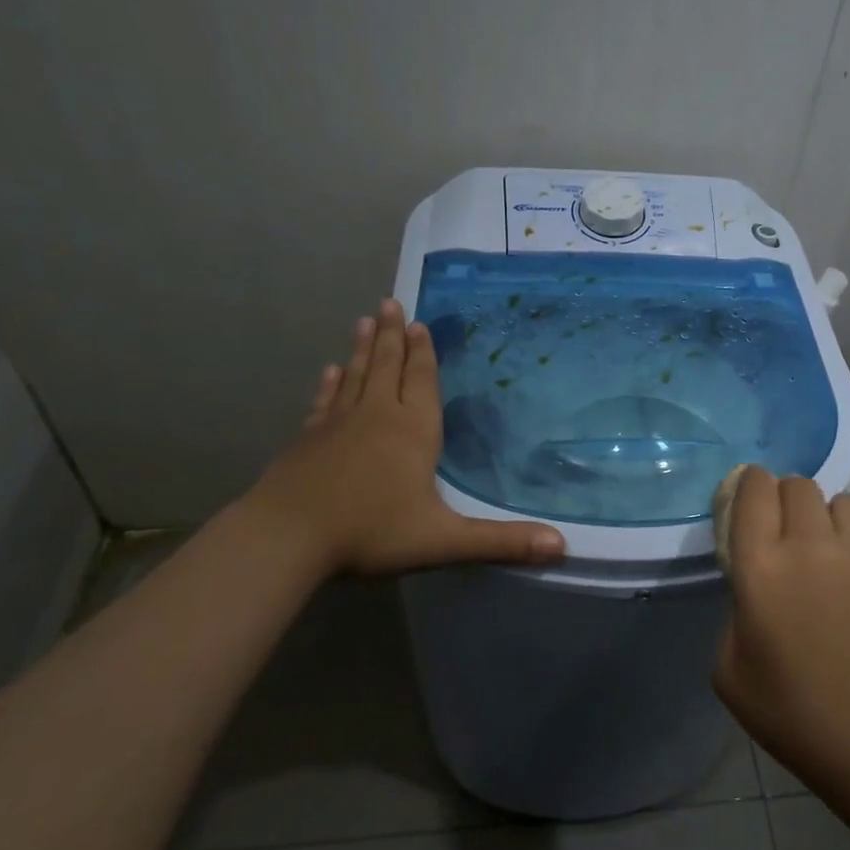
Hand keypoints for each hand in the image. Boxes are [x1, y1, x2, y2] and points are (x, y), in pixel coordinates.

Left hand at [243, 299, 564, 578]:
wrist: (287, 538)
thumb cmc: (371, 532)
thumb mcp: (444, 540)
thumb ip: (501, 542)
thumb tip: (562, 546)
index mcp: (413, 431)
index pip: (421, 381)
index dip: (423, 353)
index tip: (419, 323)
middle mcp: (377, 416)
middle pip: (386, 366)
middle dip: (391, 336)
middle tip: (390, 303)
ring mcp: (337, 424)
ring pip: (356, 376)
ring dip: (362, 348)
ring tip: (365, 320)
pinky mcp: (308, 439)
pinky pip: (325, 401)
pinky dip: (330, 384)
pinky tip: (329, 371)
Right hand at [713, 468, 849, 789]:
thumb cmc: (788, 712)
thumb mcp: (728, 667)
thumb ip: (737, 611)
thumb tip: (757, 591)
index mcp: (762, 566)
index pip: (754, 489)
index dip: (749, 484)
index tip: (747, 500)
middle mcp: (810, 547)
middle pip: (798, 485)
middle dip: (785, 497)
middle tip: (783, 531)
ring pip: (843, 501)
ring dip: (826, 516)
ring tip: (825, 550)